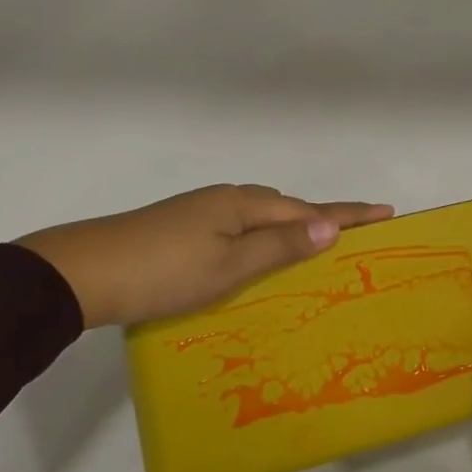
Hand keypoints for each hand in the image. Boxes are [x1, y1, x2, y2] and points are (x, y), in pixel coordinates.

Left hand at [16, 185, 393, 328]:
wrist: (85, 271)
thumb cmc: (164, 273)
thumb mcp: (228, 267)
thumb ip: (279, 247)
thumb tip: (329, 228)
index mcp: (244, 204)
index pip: (309, 210)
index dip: (349, 213)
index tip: (386, 211)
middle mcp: (227, 199)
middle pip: (288, 207)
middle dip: (322, 219)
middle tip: (356, 235)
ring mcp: (202, 210)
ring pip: (262, 215)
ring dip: (291, 227)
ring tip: (315, 247)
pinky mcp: (185, 225)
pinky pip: (241, 225)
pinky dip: (263, 236)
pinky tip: (259, 253)